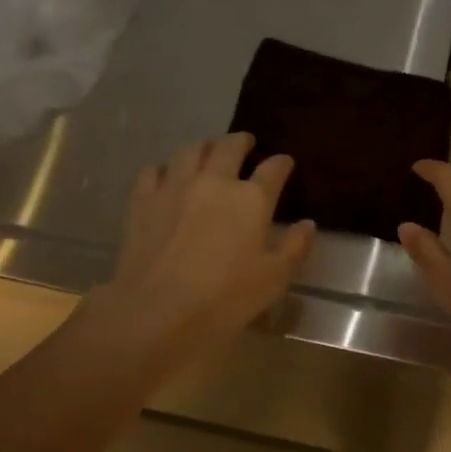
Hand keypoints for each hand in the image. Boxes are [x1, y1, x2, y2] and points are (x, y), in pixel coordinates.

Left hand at [88, 132, 314, 376]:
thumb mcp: (274, 279)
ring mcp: (175, 186)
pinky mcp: (143, 200)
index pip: (273, 169)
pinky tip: (167, 177)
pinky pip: (154, 170)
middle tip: (246, 144)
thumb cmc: (225, 298)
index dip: (281, 164)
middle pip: (229, 147)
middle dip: (241, 142)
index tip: (284, 163)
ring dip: (204, 148)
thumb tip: (308, 224)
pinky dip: (166, 169)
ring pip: (190, 150)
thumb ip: (295, 248)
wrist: (158, 310)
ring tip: (208, 152)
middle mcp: (214, 181)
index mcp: (251, 199)